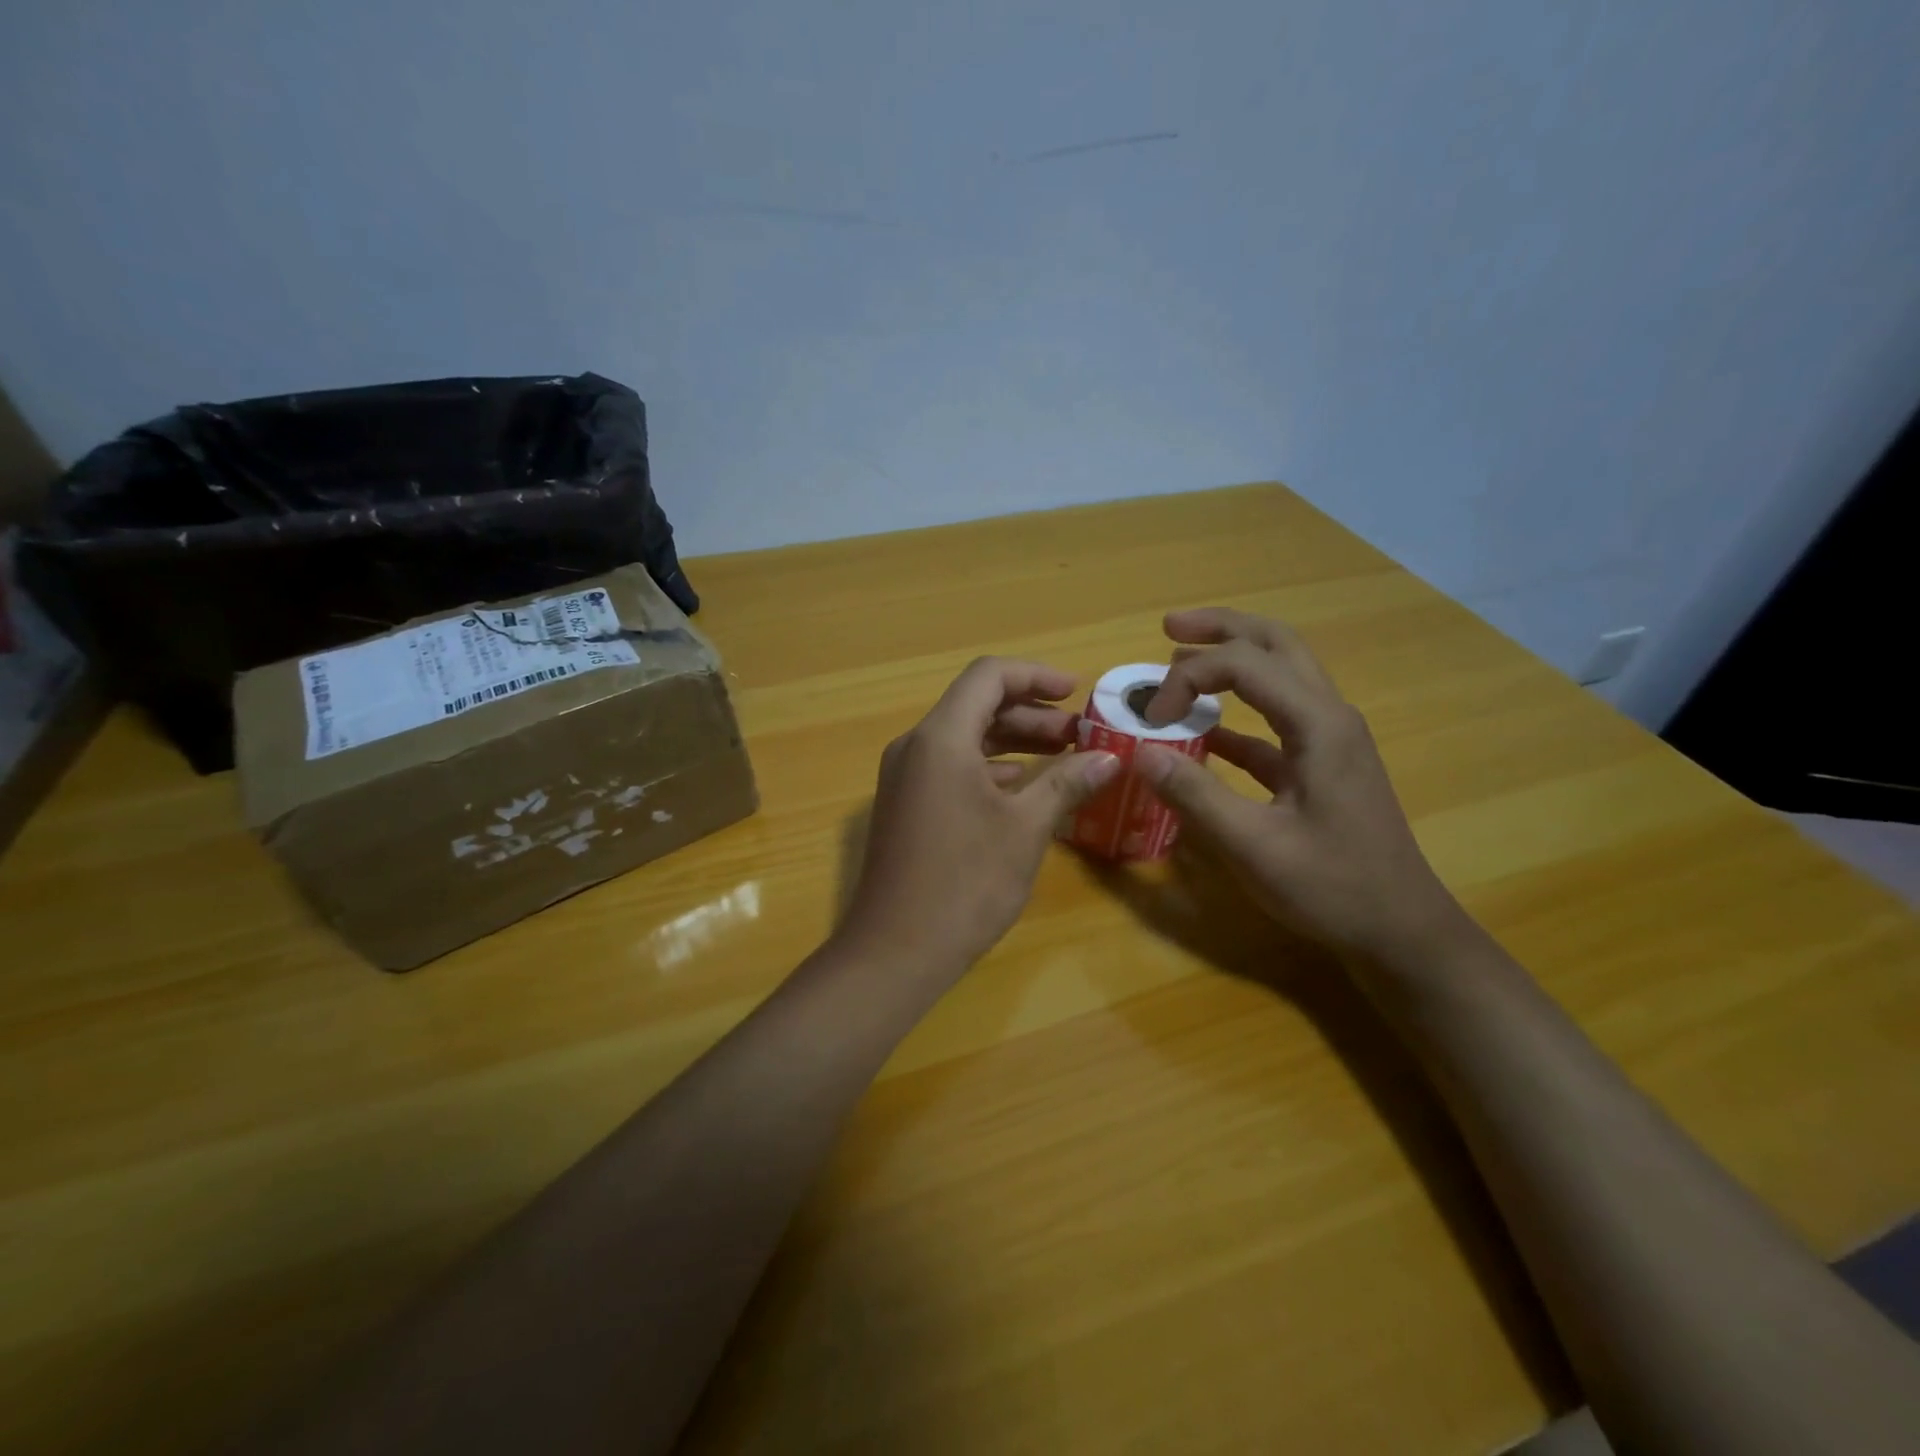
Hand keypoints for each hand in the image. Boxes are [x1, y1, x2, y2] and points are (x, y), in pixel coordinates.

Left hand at [838, 658, 1121, 976]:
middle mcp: (915, 746)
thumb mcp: (1025, 829)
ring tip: (1062, 758)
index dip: (1036, 676)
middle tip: (1080, 735)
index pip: (988, 676)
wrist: (895, 951)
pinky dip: (989, 767)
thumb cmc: (965, 884)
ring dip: (1013, 741)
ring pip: (964, 737)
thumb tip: (1109, 758)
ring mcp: (905, 777)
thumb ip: (1066, 783)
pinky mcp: (905, 805)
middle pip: (976, 704)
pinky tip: (1022, 789)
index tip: (1077, 694)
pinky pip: (950, 766)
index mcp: (940, 738)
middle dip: (1031, 713)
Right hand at [1135, 608, 1467, 959]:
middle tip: (1169, 627)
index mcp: (1318, 724)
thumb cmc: (1333, 887)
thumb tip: (1140, 753)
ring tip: (1181, 661)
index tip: (1151, 719)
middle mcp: (1329, 716)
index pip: (1245, 664)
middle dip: (1220, 629)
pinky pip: (1275, 718)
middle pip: (1276, 644)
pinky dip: (1237, 711)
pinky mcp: (1321, 764)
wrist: (1400, 930)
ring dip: (1232, 660)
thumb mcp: (1254, 847)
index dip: (1189, 678)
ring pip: (1281, 673)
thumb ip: (1196, 796)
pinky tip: (1202, 730)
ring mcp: (1329, 738)